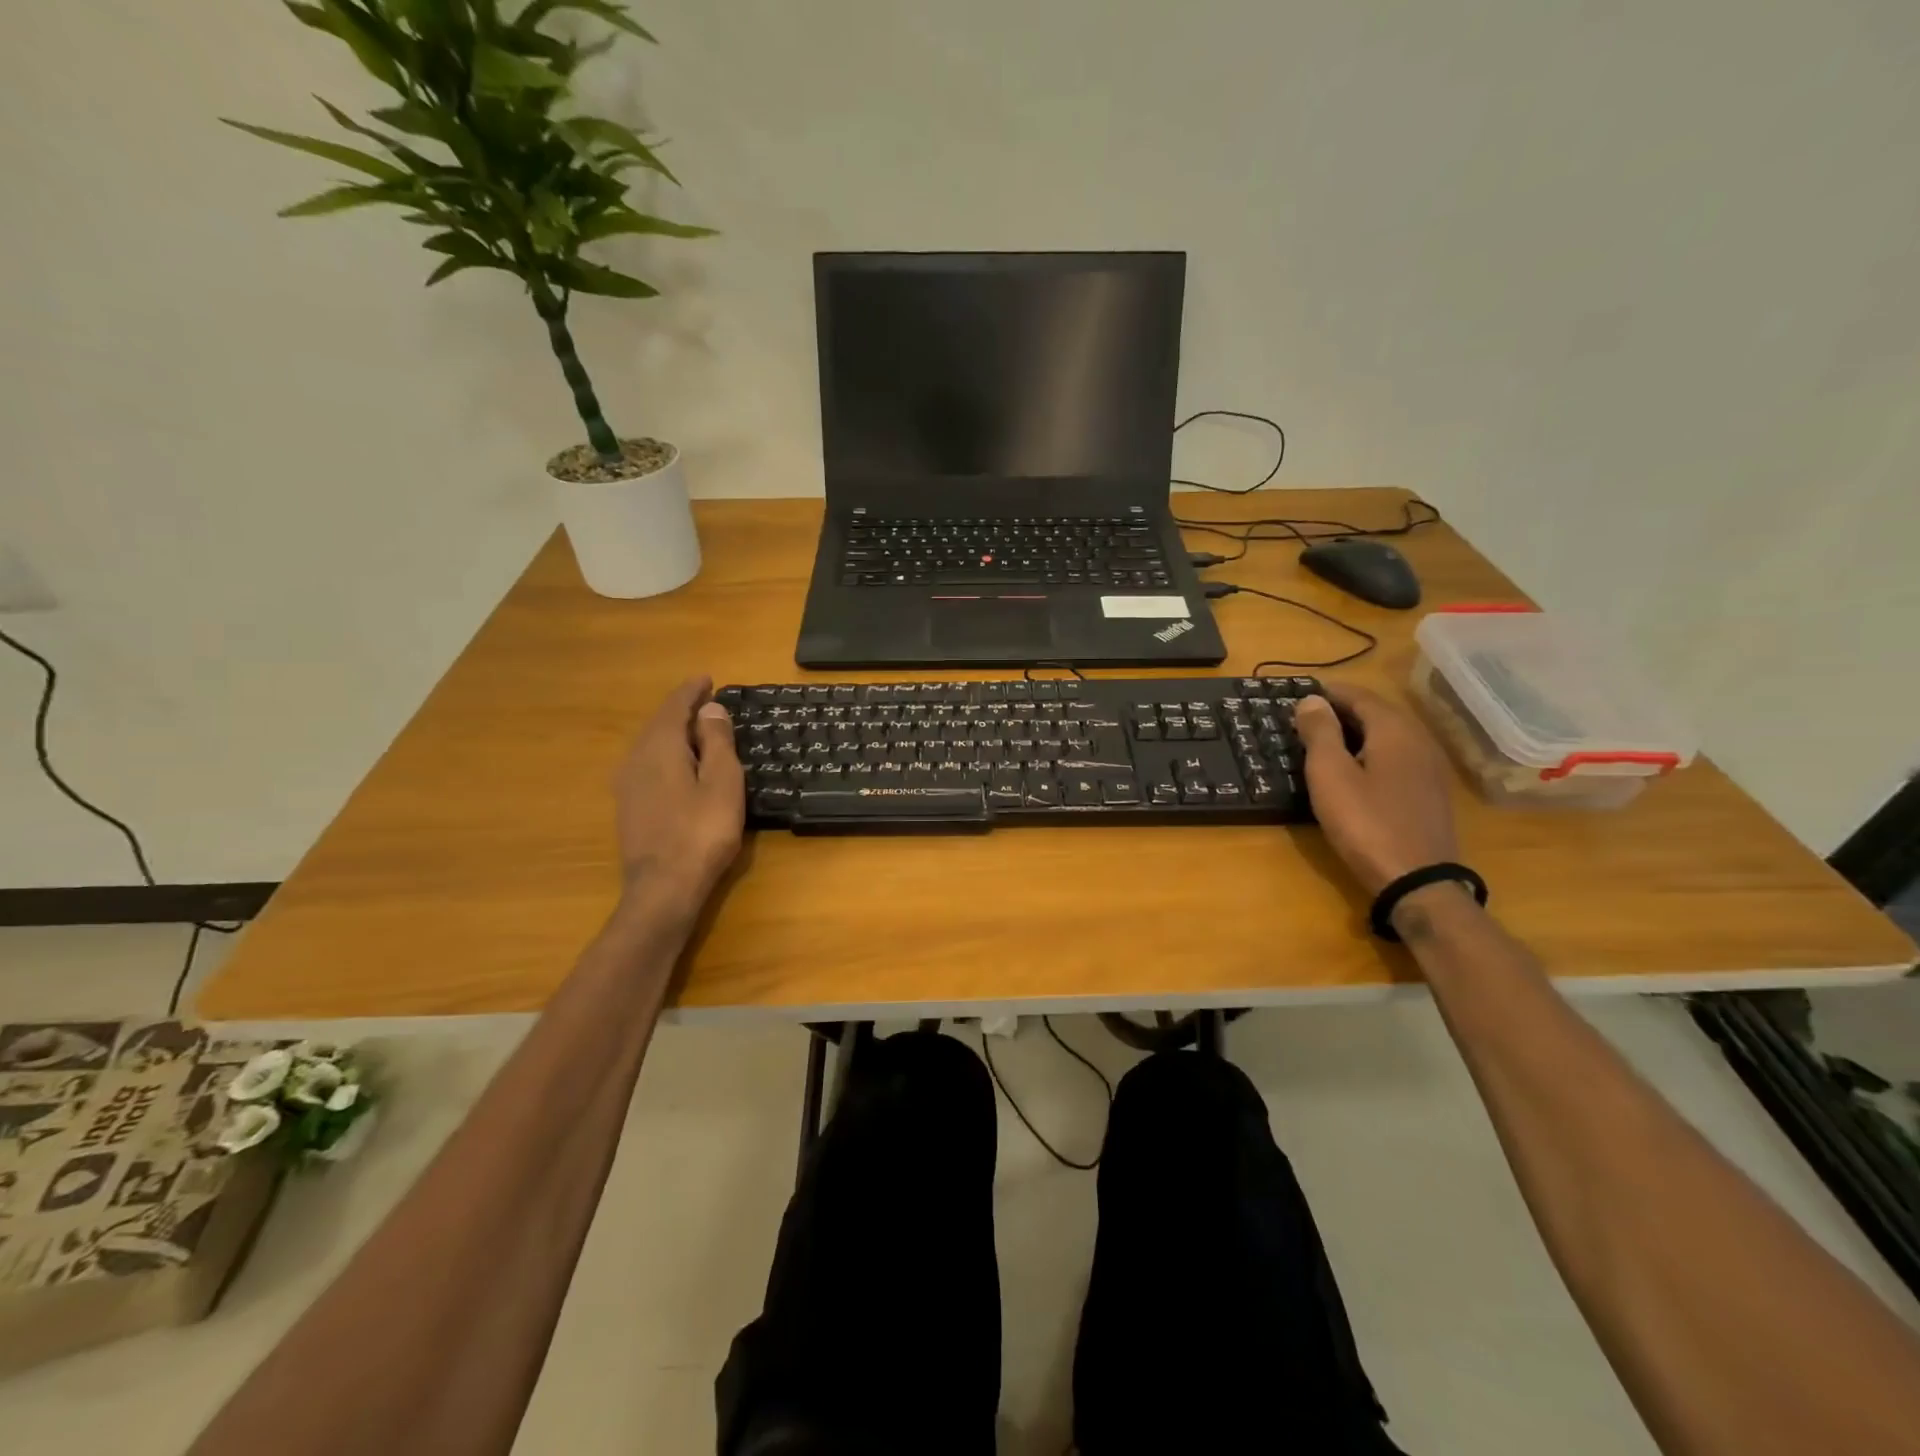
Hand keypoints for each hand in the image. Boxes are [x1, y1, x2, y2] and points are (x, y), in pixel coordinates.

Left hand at [613, 677, 744, 913]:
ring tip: (698, 731)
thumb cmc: (702, 832)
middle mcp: (635, 759)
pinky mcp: (628, 808)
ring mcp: (626, 785)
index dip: (692, 691)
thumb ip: (716, 741)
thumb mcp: (722, 782)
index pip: (675, 707)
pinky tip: (680, 767)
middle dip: (682, 710)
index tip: (707, 679)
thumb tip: (710, 708)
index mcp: (660, 747)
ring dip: (674, 733)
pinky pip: (648, 765)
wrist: (663, 888)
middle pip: (659, 724)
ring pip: (650, 746)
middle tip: (707, 702)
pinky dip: (667, 754)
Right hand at [1295, 684, 1458, 897]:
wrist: (1416, 879)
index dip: (1329, 692)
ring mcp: (1430, 767)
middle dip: (1342, 710)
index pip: (1360, 695)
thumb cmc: (1365, 822)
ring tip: (1325, 741)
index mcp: (1394, 730)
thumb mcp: (1330, 774)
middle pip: (1378, 712)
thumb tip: (1311, 699)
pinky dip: (1372, 751)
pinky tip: (1355, 769)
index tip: (1299, 695)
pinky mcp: (1430, 791)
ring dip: (1357, 731)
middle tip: (1306, 718)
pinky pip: (1397, 756)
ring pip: (1389, 734)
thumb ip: (1320, 732)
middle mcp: (1419, 740)